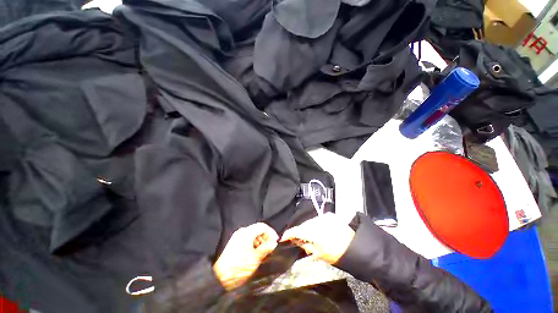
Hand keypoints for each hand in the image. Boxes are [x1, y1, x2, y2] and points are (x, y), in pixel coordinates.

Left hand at [213, 223, 278, 289]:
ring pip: (253, 235)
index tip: (276, 241)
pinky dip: (254, 244)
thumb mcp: (256, 258)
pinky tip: (255, 254)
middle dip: (265, 238)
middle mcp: (241, 232)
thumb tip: (274, 243)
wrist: (220, 278)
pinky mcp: (234, 243)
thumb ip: (266, 248)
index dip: (271, 232)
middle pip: (257, 230)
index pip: (262, 226)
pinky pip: (247, 239)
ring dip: (260, 242)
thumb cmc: (239, 267)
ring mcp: (237, 237)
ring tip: (263, 253)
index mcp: (247, 232)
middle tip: (270, 248)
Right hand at [280, 213, 354, 263]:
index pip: (296, 230)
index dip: (288, 234)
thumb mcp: (318, 253)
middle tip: (300, 240)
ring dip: (308, 228)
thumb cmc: (336, 254)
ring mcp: (324, 217)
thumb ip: (304, 245)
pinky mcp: (329, 215)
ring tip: (312, 237)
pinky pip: (318, 219)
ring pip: (310, 221)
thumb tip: (295, 240)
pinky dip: (316, 224)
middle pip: (303, 225)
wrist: (355, 248)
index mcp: (314, 231)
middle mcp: (317, 221)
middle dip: (300, 232)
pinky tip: (320, 231)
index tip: (284, 238)